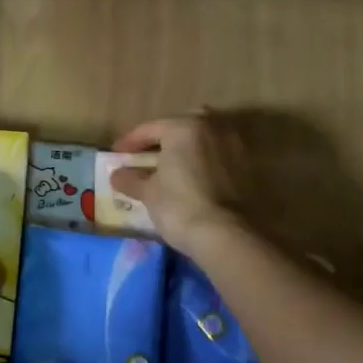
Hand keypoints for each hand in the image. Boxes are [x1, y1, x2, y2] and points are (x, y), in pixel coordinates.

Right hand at [109, 114, 251, 259]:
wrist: (227, 235)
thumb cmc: (179, 206)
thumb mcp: (148, 192)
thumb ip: (130, 179)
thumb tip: (117, 175)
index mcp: (184, 127)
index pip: (149, 129)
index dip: (129, 142)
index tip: (116, 155)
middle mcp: (212, 127)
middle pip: (180, 127)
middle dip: (162, 139)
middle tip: (146, 156)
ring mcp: (234, 145)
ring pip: (202, 140)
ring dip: (185, 150)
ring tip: (169, 169)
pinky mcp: (247, 166)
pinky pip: (216, 156)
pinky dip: (202, 162)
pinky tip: (191, 179)